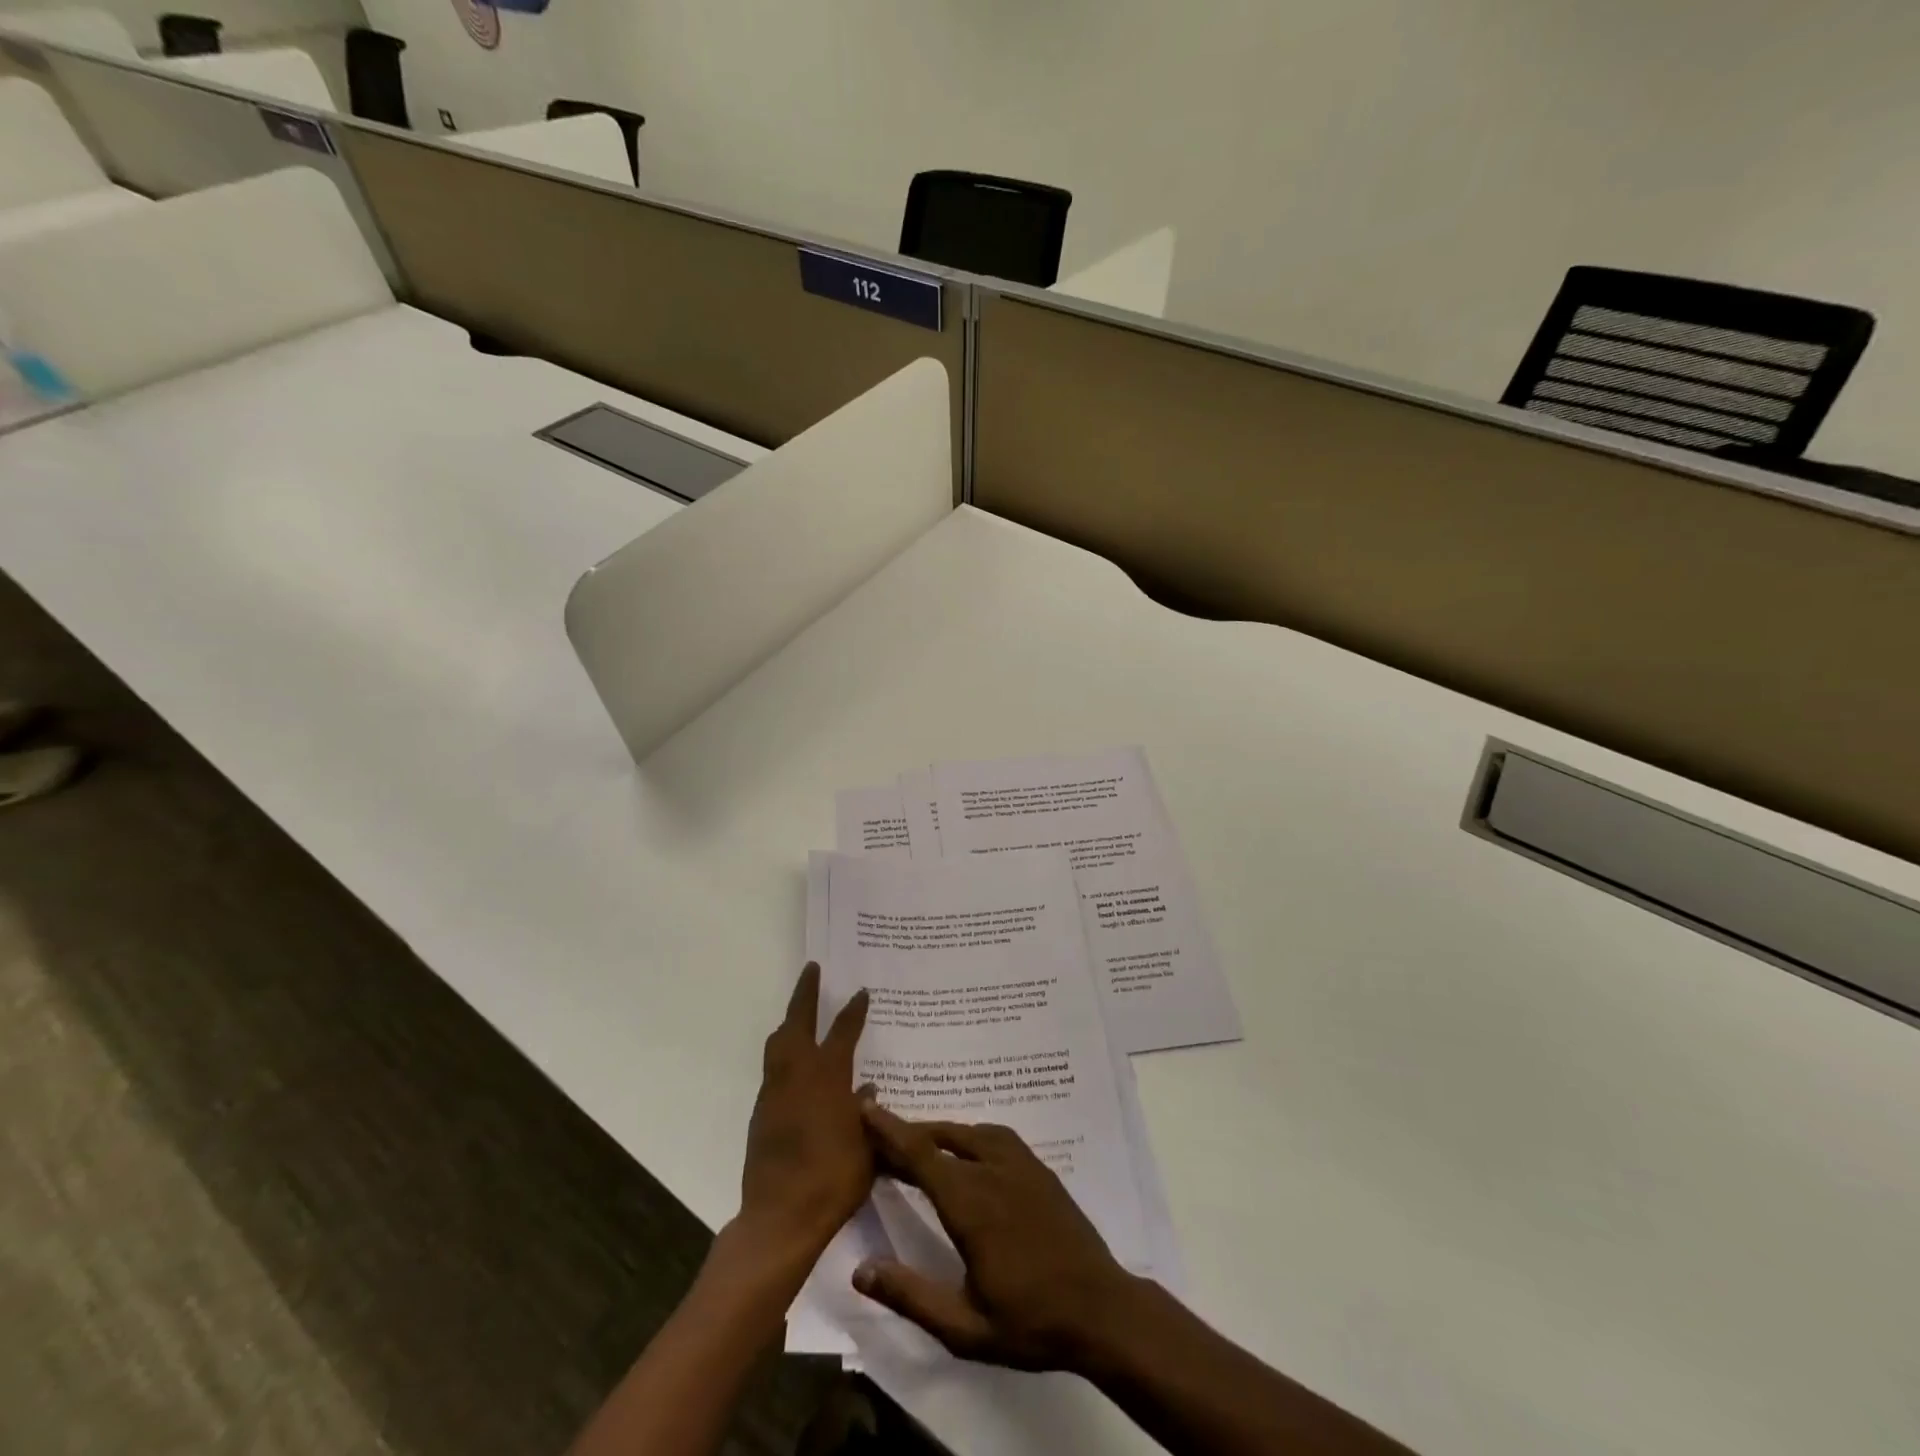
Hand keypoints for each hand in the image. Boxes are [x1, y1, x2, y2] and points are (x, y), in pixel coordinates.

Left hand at [737, 964, 872, 1264]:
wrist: (781, 1216)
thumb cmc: (834, 1179)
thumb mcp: (867, 1147)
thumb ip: (870, 1115)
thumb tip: (868, 1091)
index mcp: (829, 1076)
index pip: (844, 1031)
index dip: (854, 1010)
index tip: (861, 992)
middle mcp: (799, 1074)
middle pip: (798, 1021)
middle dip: (806, 993)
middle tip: (812, 969)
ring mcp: (775, 1091)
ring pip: (778, 1042)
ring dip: (789, 1021)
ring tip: (798, 1013)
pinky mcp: (762, 1112)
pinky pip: (773, 1068)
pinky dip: (783, 1054)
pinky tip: (794, 1066)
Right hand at [851, 1102, 1142, 1372]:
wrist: (1101, 1308)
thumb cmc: (1029, 1321)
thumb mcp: (964, 1327)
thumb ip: (911, 1296)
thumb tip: (860, 1269)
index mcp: (969, 1203)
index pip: (920, 1153)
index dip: (889, 1128)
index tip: (865, 1104)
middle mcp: (991, 1170)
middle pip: (939, 1137)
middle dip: (906, 1133)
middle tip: (879, 1136)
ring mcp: (1019, 1163)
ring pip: (967, 1131)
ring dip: (937, 1132)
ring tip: (916, 1144)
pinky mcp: (1037, 1166)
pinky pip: (994, 1135)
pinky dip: (968, 1134)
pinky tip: (965, 1149)